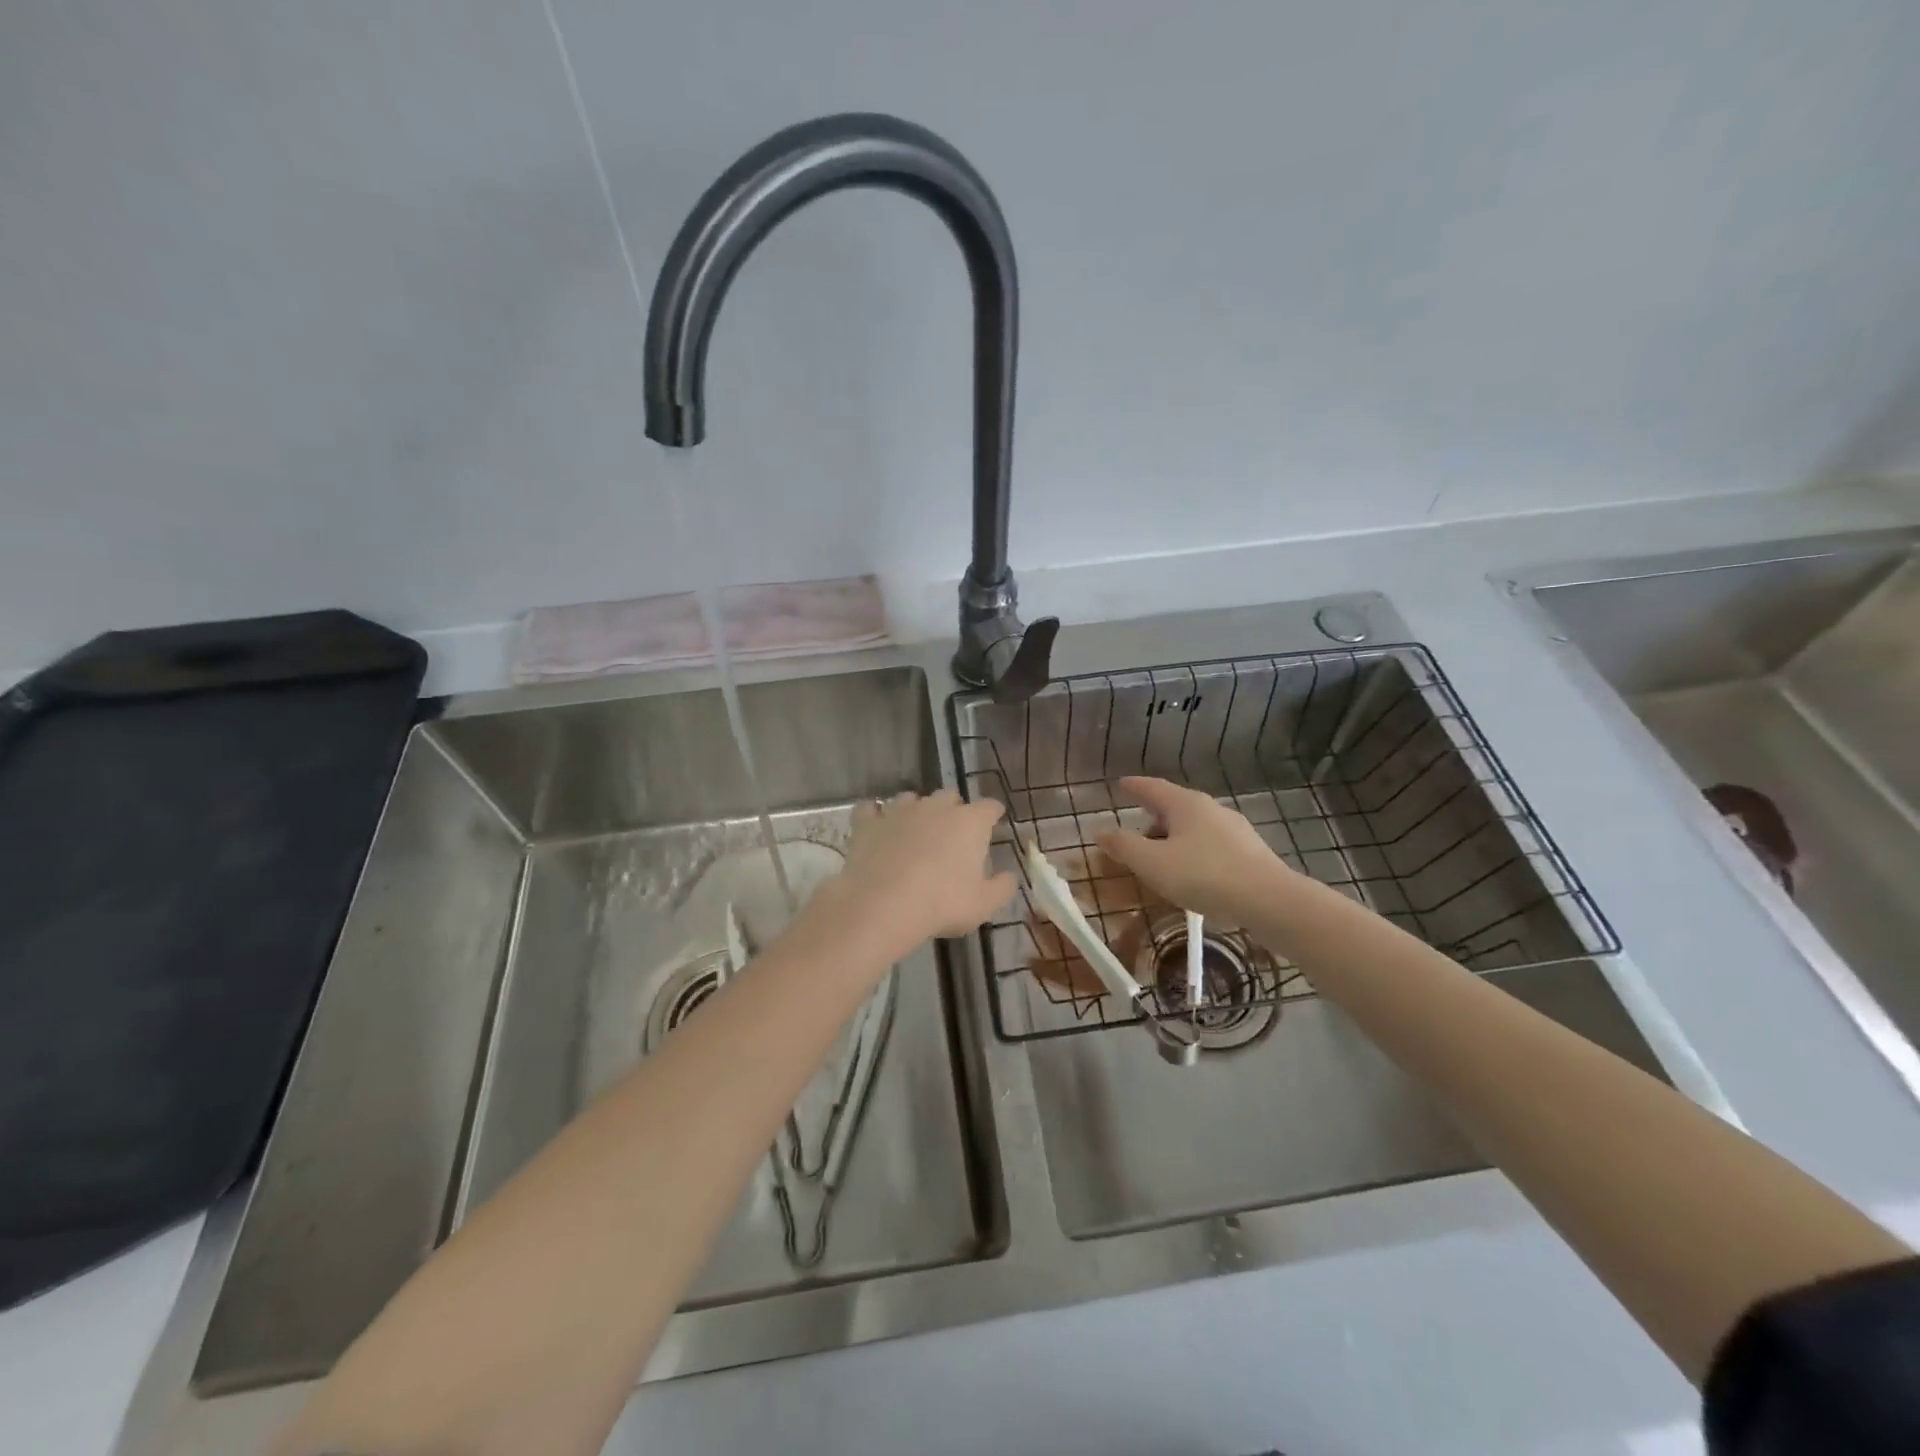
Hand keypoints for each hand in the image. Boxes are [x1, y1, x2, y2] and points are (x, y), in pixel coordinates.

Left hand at [813, 790, 1014, 956]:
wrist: (883, 905)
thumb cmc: (942, 903)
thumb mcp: (984, 904)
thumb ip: (1002, 887)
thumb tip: (1010, 876)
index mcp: (969, 822)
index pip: (989, 807)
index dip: (993, 814)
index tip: (994, 823)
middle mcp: (935, 807)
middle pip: (949, 796)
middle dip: (953, 809)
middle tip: (952, 834)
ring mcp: (899, 811)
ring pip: (910, 798)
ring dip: (916, 810)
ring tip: (914, 832)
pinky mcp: (868, 823)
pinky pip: (870, 809)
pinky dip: (874, 815)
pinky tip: (876, 826)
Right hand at [1096, 776, 1290, 921]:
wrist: (1269, 900)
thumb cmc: (1203, 875)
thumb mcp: (1152, 863)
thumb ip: (1124, 846)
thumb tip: (1101, 831)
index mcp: (1185, 804)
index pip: (1153, 787)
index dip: (1135, 786)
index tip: (1121, 784)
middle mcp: (1211, 809)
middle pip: (1175, 805)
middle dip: (1154, 814)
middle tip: (1136, 824)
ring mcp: (1234, 829)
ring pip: (1195, 826)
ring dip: (1174, 835)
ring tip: (1161, 854)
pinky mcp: (1250, 852)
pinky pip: (1211, 844)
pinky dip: (1193, 851)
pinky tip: (1191, 872)